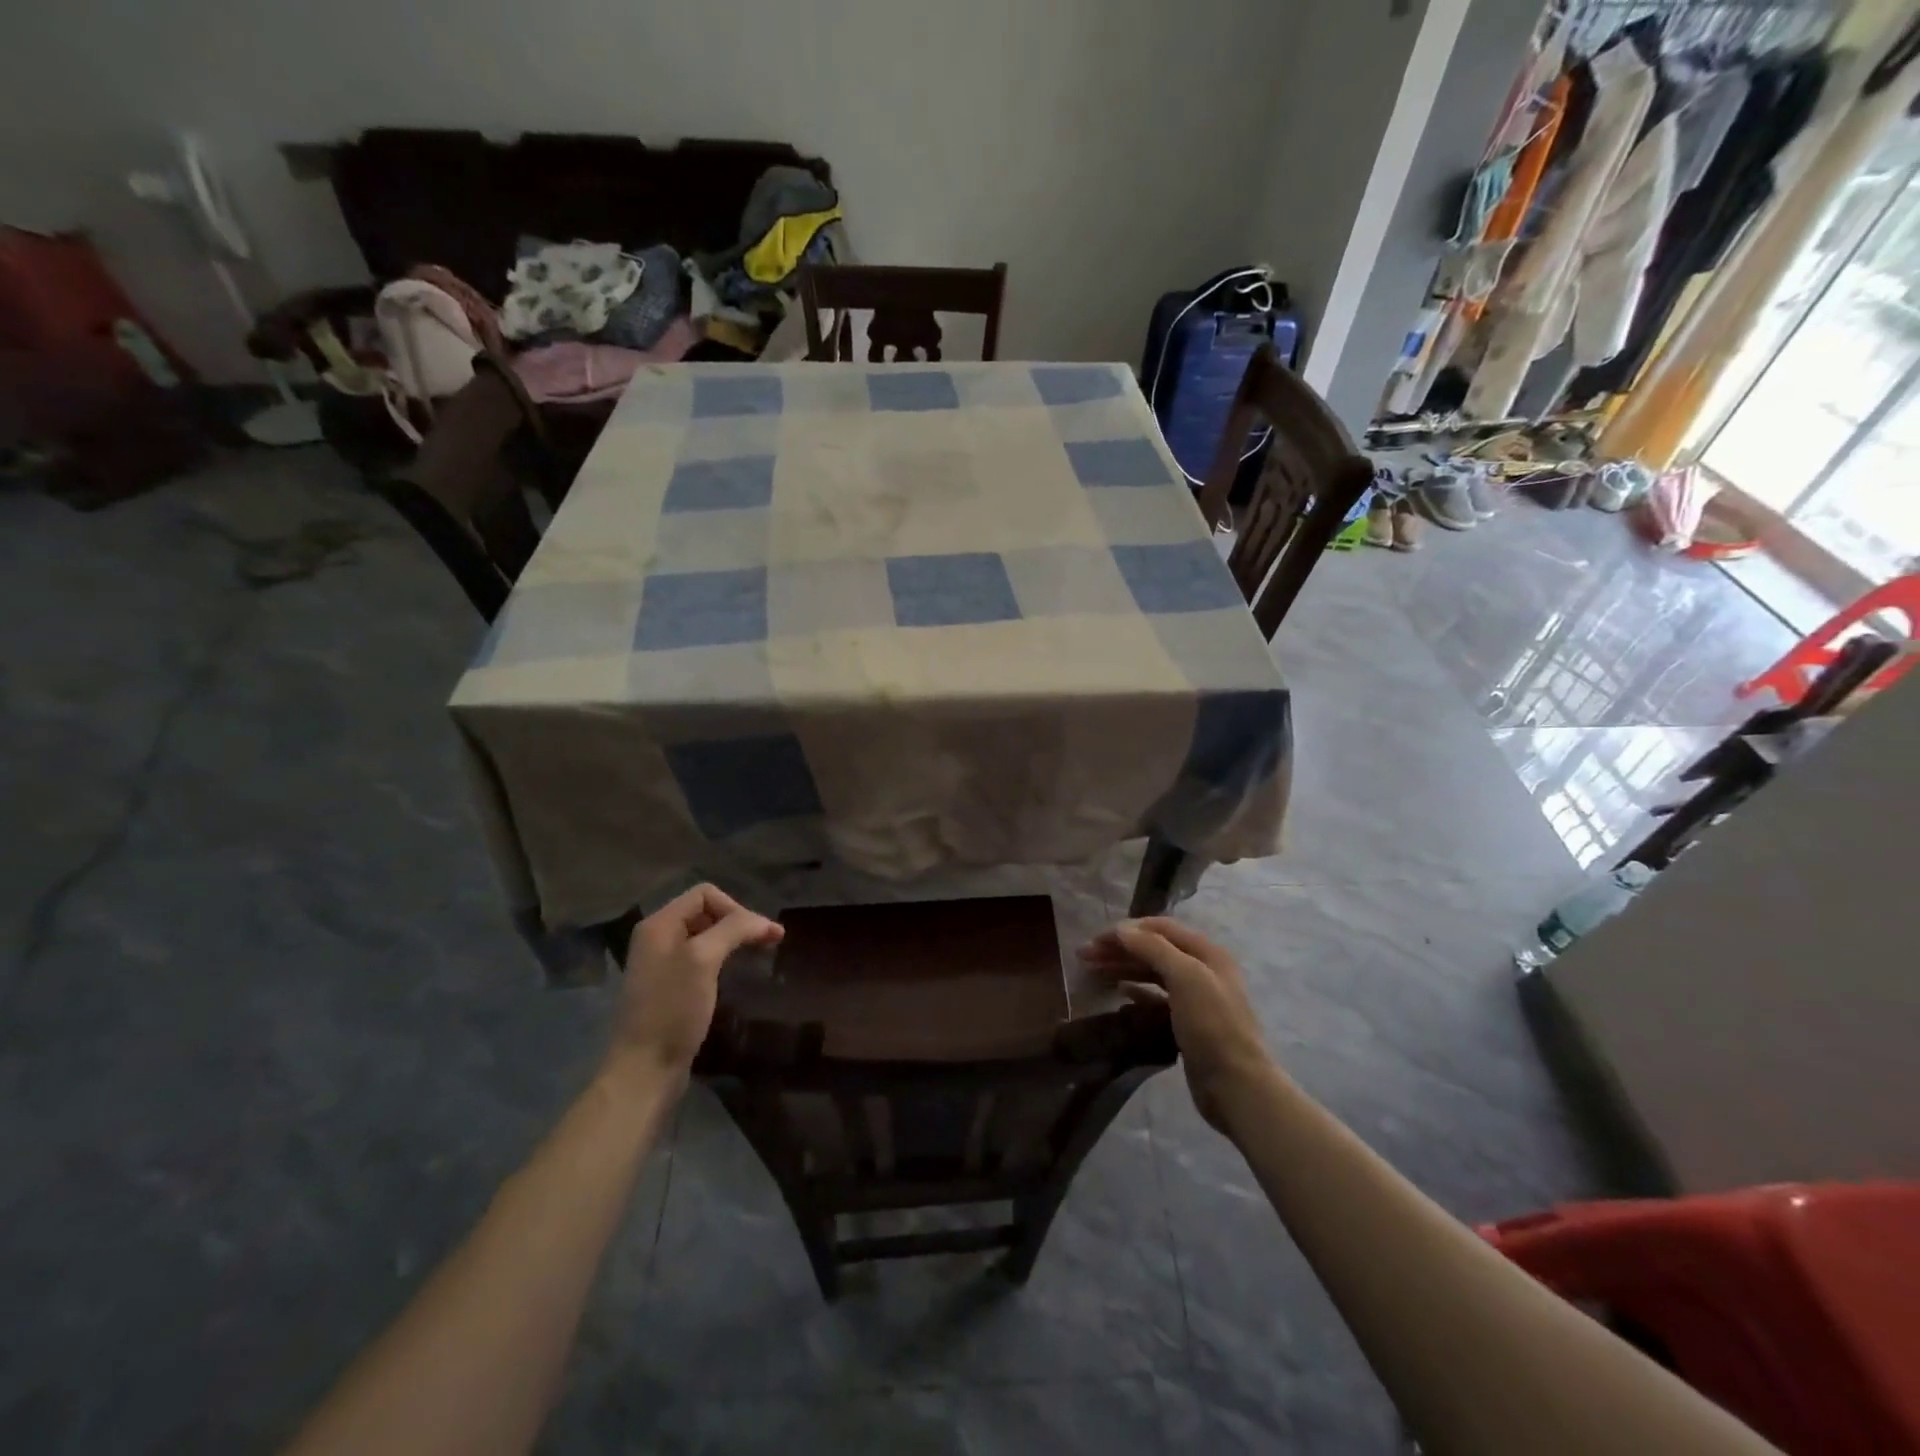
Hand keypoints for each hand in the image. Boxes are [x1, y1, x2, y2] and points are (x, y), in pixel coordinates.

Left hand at [608, 884, 782, 1080]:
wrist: (644, 1069)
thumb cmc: (672, 1010)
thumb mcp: (703, 960)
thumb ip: (733, 930)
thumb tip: (764, 921)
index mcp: (659, 924)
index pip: (705, 894)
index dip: (736, 908)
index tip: (759, 934)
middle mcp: (657, 938)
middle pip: (706, 912)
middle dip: (739, 922)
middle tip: (769, 943)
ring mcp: (662, 964)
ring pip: (706, 936)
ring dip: (734, 940)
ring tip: (758, 954)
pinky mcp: (670, 987)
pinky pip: (701, 959)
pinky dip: (723, 958)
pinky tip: (735, 973)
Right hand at [1080, 917, 1273, 1135]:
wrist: (1236, 1083)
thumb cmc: (1211, 1025)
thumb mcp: (1185, 977)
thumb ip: (1153, 948)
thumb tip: (1122, 930)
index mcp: (1205, 951)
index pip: (1159, 927)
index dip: (1126, 930)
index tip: (1095, 940)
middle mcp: (1202, 968)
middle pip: (1154, 948)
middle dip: (1120, 948)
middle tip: (1084, 956)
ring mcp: (1196, 996)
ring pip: (1153, 971)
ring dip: (1124, 967)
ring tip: (1094, 972)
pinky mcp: (1188, 1021)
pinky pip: (1156, 997)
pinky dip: (1137, 990)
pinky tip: (1120, 993)